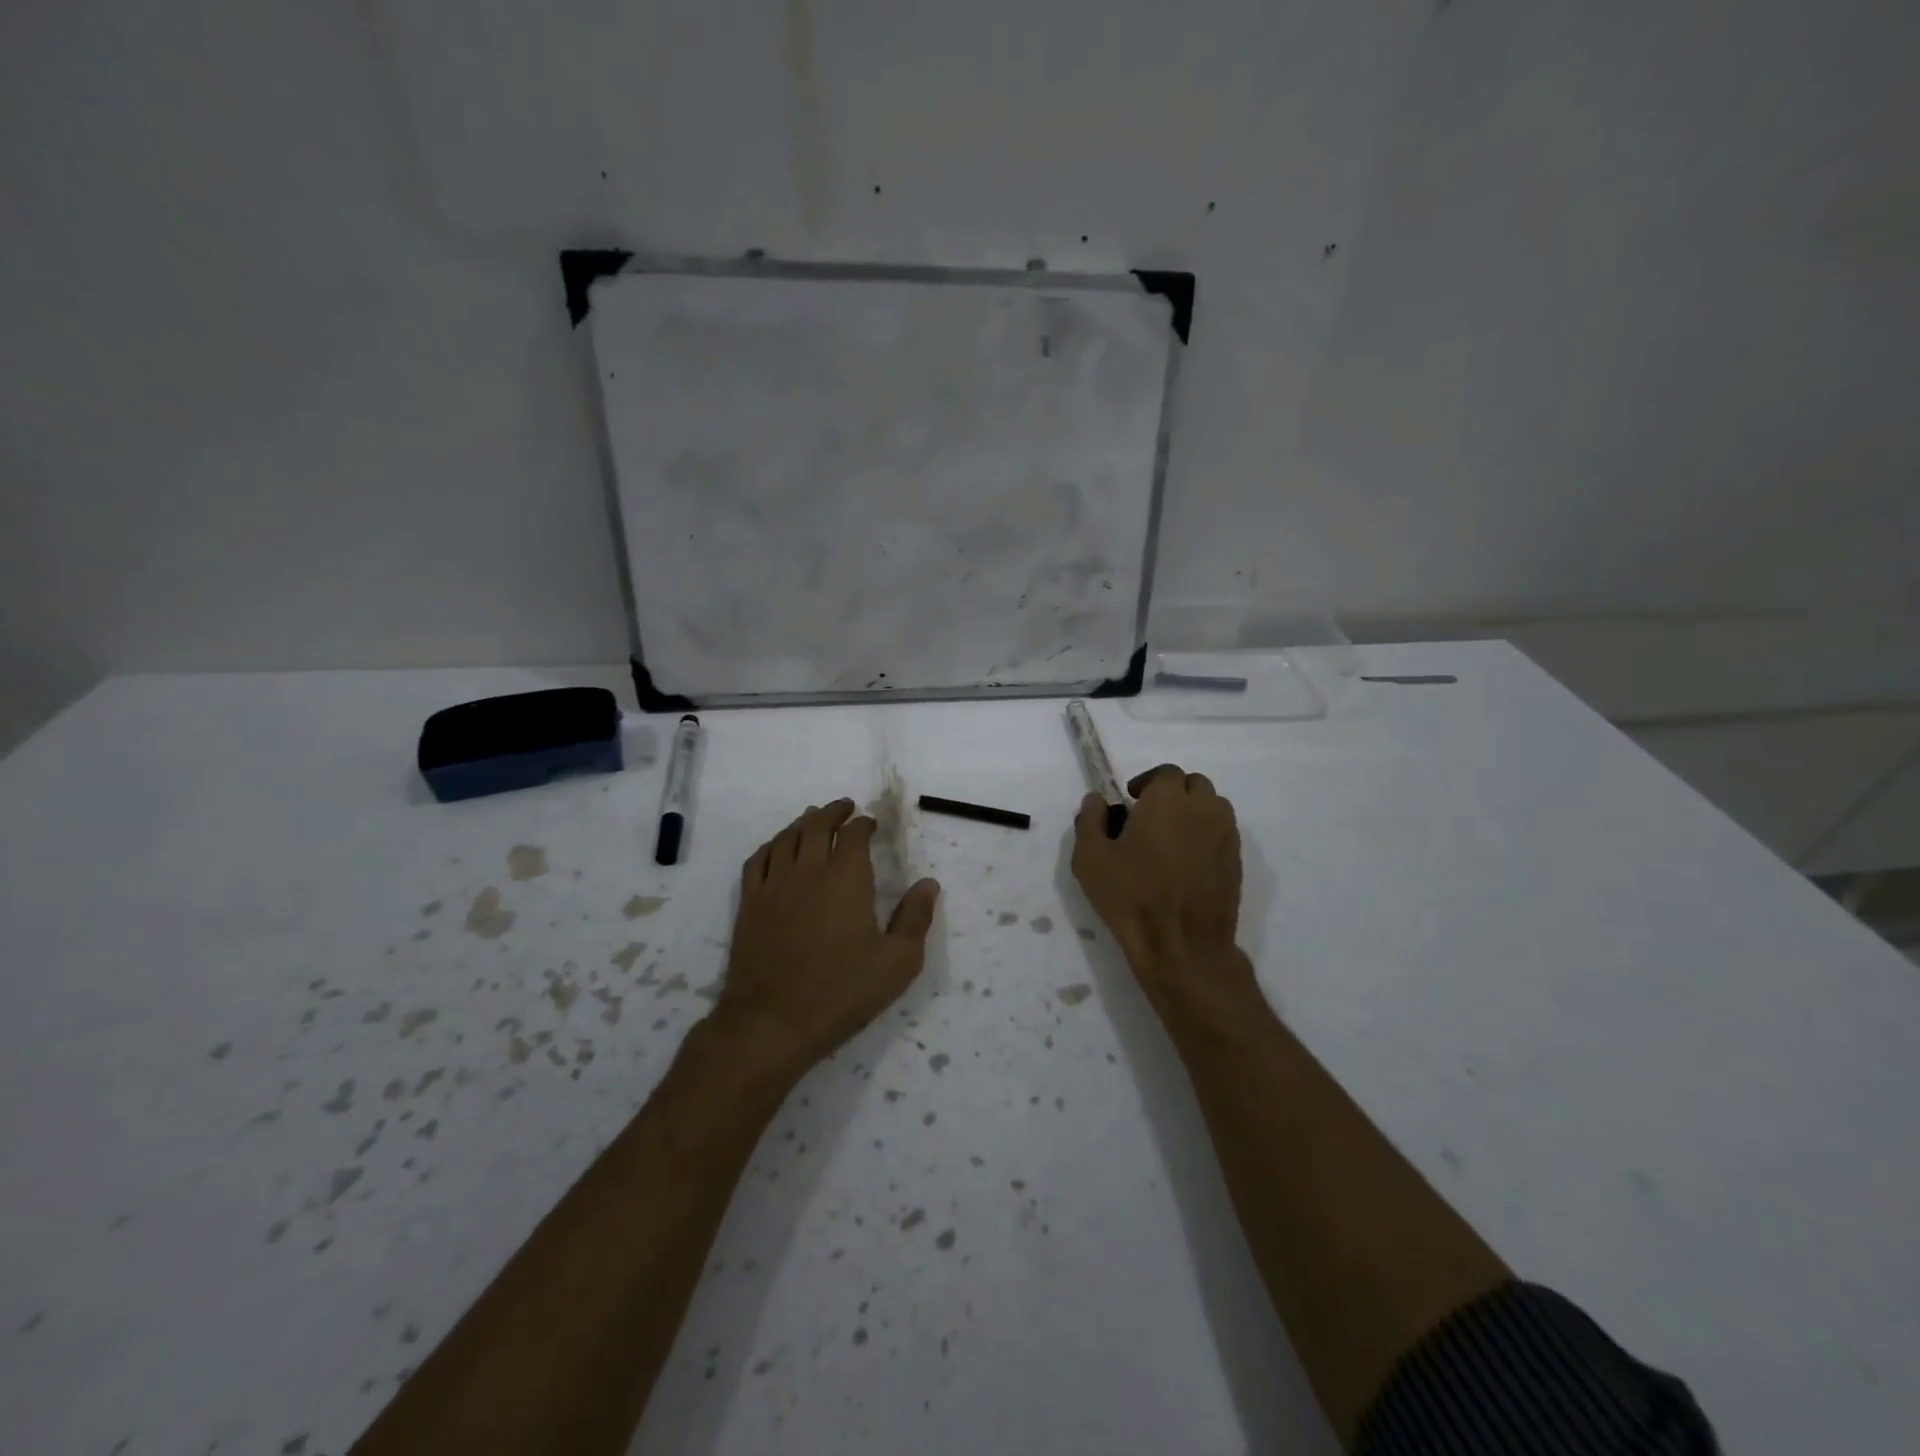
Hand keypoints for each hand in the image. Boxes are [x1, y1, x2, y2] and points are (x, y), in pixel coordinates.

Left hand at [716, 800, 940, 1071]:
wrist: (773, 1021)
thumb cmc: (842, 992)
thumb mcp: (897, 962)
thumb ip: (915, 918)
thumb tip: (929, 883)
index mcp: (847, 880)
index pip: (853, 835)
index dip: (863, 823)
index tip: (871, 824)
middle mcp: (808, 871)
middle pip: (816, 826)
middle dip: (833, 812)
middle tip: (844, 808)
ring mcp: (773, 886)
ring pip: (786, 838)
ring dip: (802, 823)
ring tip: (812, 819)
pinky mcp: (749, 905)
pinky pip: (757, 860)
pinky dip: (771, 845)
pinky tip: (777, 848)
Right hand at [1072, 765, 1258, 1023]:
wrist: (1181, 944)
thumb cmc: (1131, 895)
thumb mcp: (1090, 858)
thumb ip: (1090, 820)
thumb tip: (1097, 800)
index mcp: (1168, 800)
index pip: (1165, 773)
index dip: (1147, 783)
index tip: (1131, 801)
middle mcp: (1203, 809)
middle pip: (1193, 785)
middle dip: (1173, 794)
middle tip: (1150, 817)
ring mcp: (1225, 835)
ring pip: (1213, 807)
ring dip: (1193, 812)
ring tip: (1170, 838)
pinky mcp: (1236, 861)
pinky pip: (1222, 833)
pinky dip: (1206, 836)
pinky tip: (1186, 862)